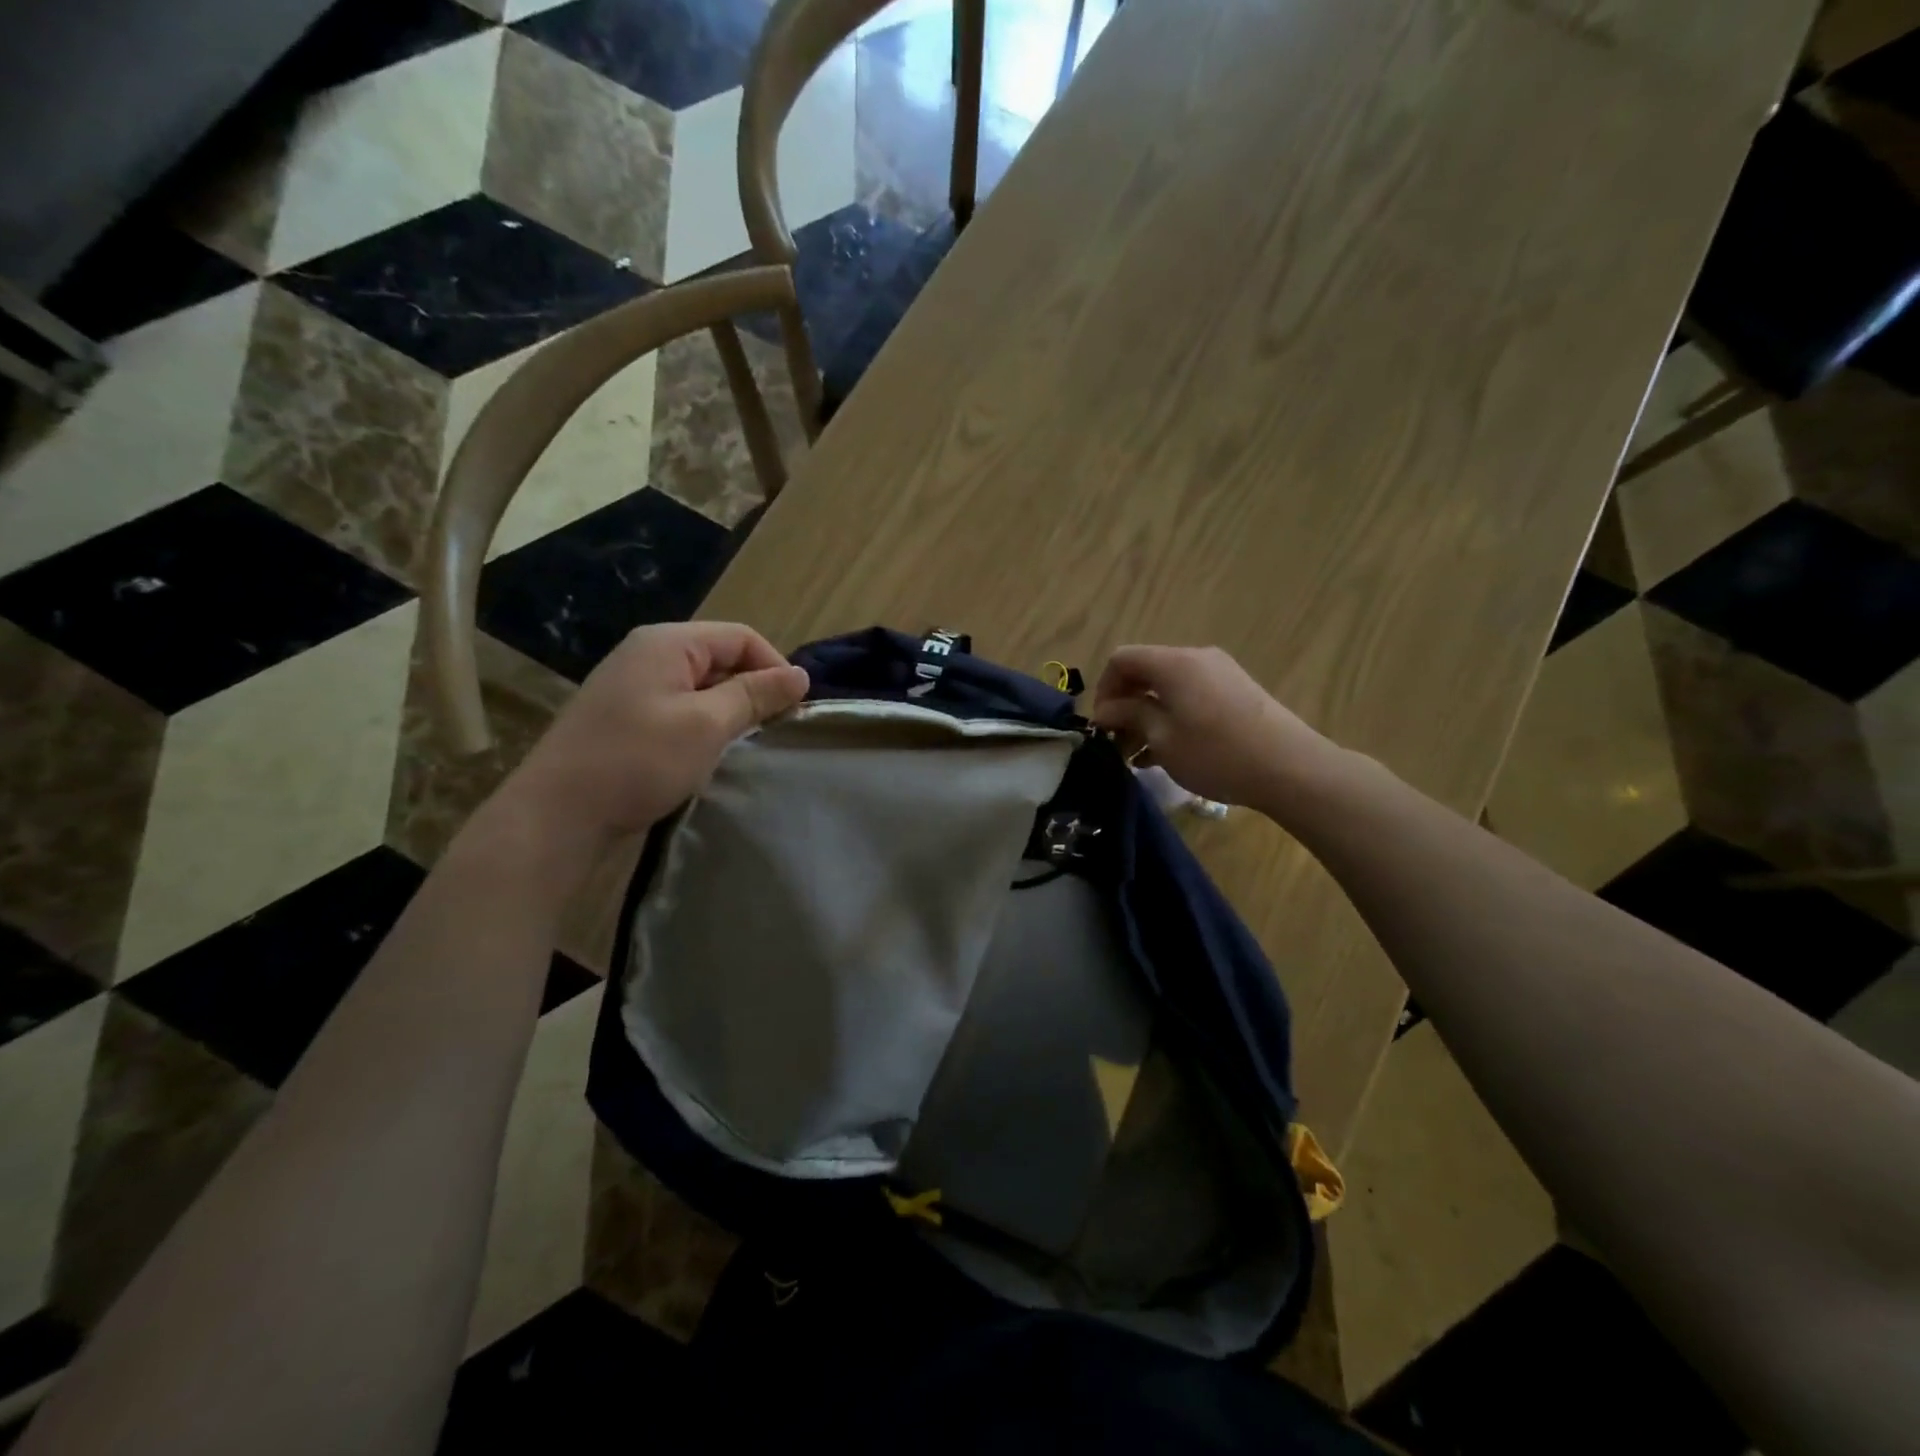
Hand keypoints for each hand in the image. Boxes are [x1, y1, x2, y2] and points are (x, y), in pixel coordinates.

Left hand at [505, 622, 807, 848]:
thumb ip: (755, 695)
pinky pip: (680, 709)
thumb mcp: (707, 724)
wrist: (558, 815)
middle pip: (720, 658)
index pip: (740, 637)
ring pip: (702, 687)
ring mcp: (633, 687)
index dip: (775, 667)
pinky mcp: (626, 719)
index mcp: (667, 642)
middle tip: (774, 730)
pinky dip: (703, 726)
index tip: (795, 709)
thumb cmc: (639, 760)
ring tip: (746, 745)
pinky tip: (709, 755)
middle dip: (753, 689)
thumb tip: (800, 675)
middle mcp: (648, 654)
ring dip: (729, 711)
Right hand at [1090, 645, 1344, 811]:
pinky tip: (1167, 752)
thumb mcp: (1162, 738)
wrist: (1291, 768)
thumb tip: (1105, 710)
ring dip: (1148, 715)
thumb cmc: (1216, 753)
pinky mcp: (1237, 692)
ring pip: (1168, 687)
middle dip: (1125, 705)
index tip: (1103, 726)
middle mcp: (1196, 658)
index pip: (1122, 659)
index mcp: (1173, 663)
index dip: (1104, 690)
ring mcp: (1220, 673)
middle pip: (1146, 671)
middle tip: (1118, 744)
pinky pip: (1191, 696)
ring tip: (1140, 755)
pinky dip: (1172, 717)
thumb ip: (1129, 716)